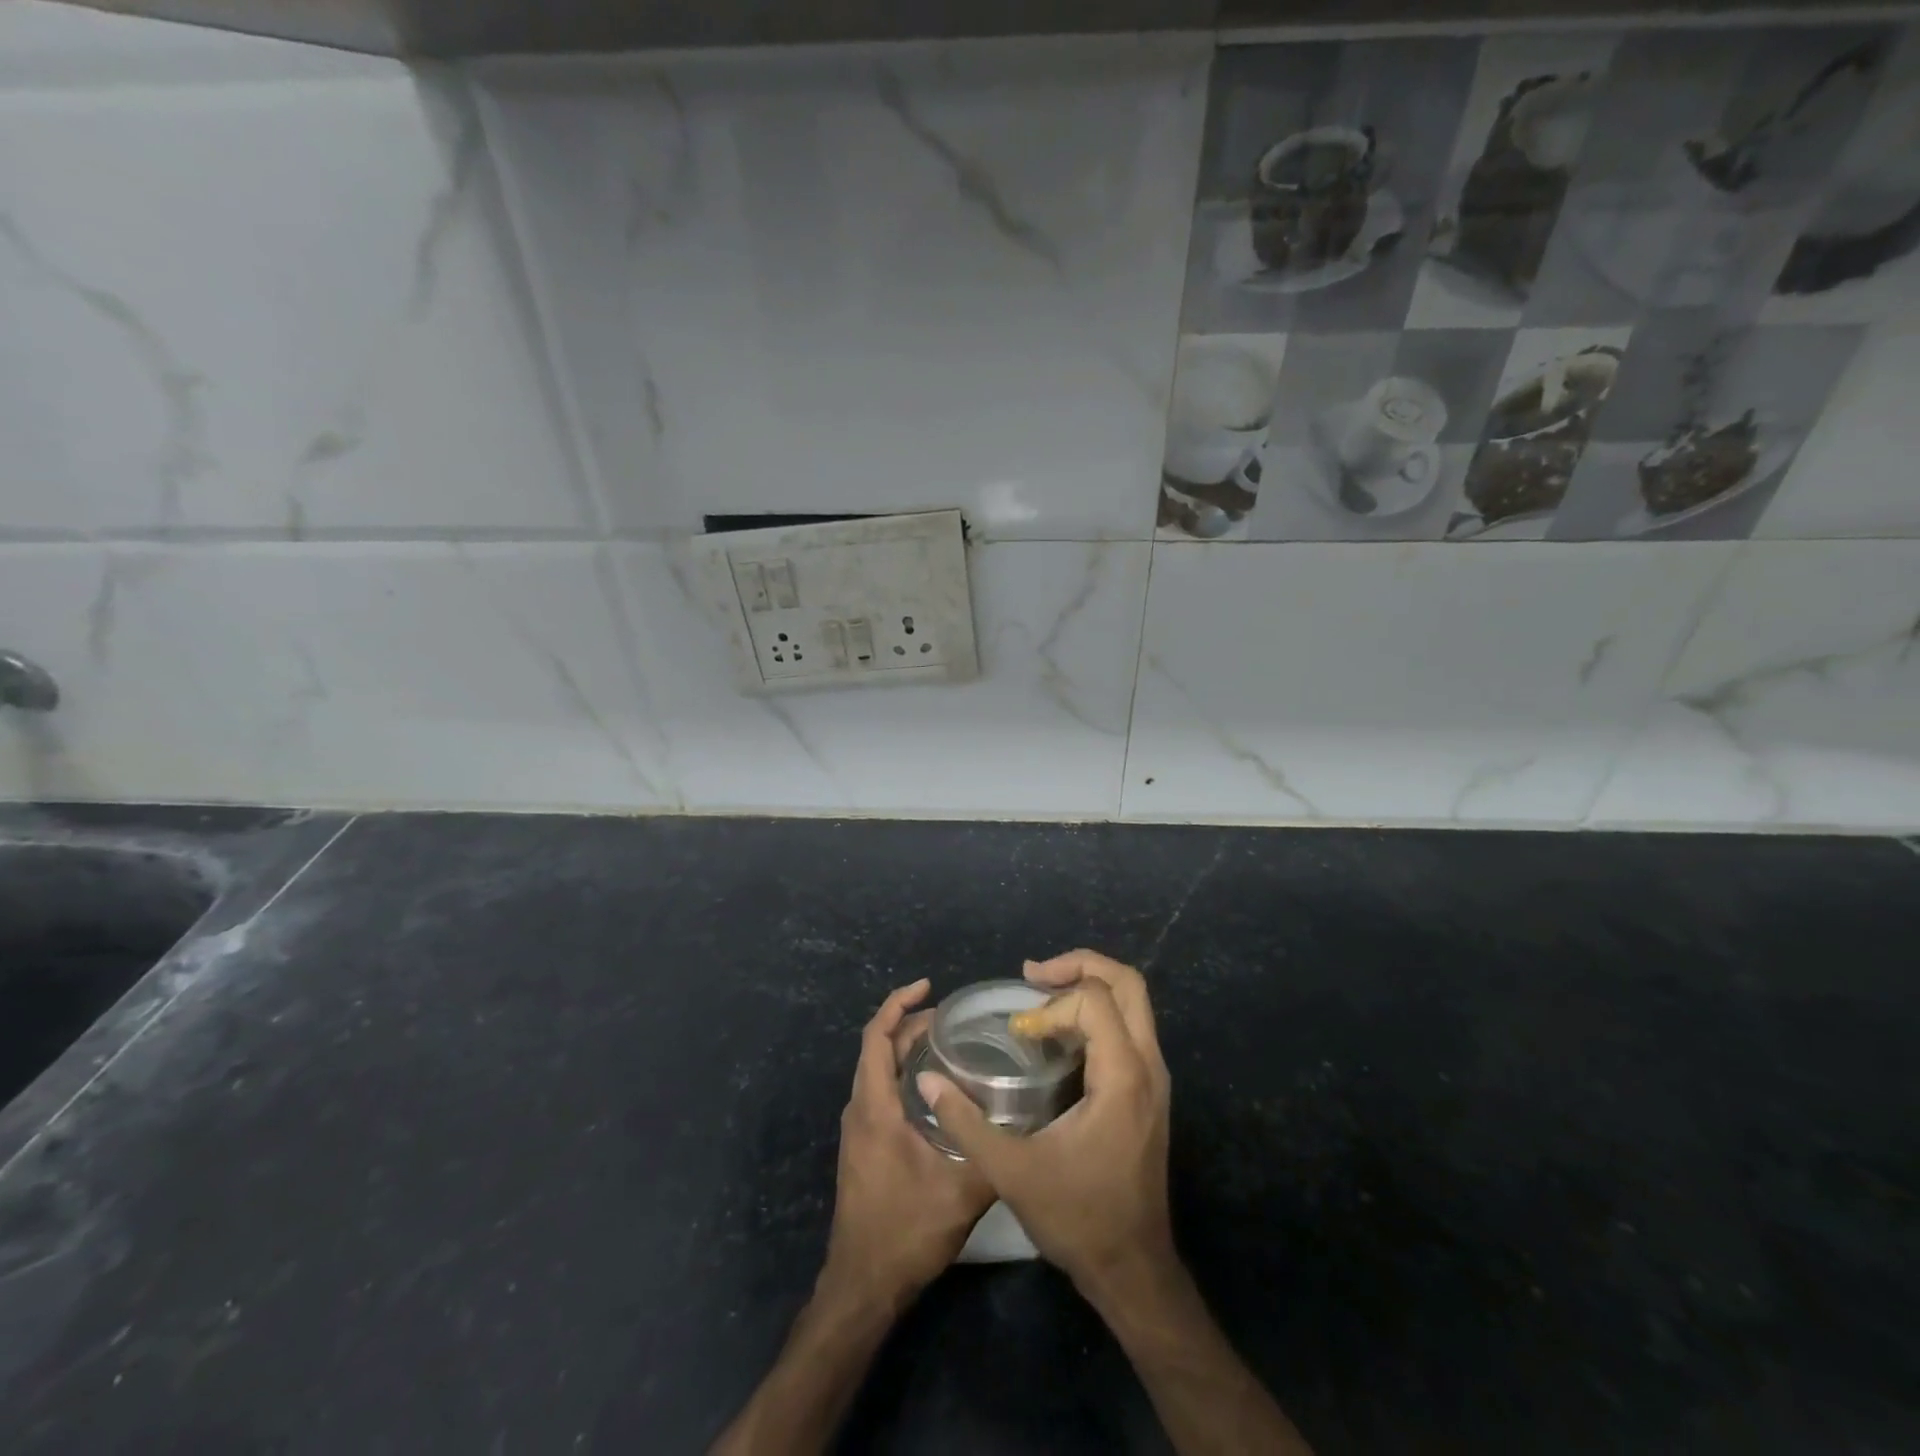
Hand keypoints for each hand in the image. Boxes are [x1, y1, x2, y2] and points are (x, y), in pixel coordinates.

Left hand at [821, 979, 994, 1308]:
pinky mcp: (863, 1145)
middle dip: (909, 1024)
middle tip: (950, 1018)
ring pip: (876, 1070)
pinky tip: (933, 1087)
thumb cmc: (906, 1232)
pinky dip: (901, 1072)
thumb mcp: (961, 1193)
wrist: (863, 1284)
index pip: (876, 1037)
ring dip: (904, 1048)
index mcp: (875, 1107)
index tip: (928, 986)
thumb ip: (992, 1150)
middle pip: (876, 1048)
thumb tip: (1026, 1117)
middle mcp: (860, 1109)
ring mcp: (858, 1128)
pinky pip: (878, 1090)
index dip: (898, 1004)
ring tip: (945, 1043)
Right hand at [916, 950, 1175, 1300]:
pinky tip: (1058, 1034)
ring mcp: (1154, 1078)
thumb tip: (926, 1078)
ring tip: (1040, 996)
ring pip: (1133, 1002)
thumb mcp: (1011, 1172)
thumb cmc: (1077, 1219)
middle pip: (1127, 983)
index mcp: (1123, 1077)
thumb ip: (965, 1121)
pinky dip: (1095, 1013)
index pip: (1094, 1001)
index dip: (1050, 1006)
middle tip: (1033, 974)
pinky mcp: (1149, 1091)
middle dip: (1079, 965)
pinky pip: (1128, 1027)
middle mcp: (1149, 1066)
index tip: (1018, 1031)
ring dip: (1087, 987)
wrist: (1133, 1271)